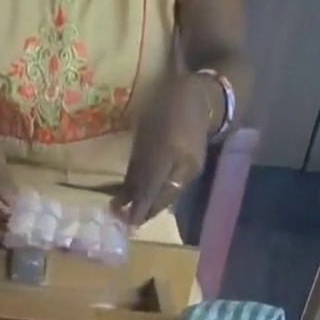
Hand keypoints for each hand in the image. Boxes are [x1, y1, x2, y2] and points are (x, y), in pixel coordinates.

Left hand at [113, 74, 220, 228]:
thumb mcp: (142, 135)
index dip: (136, 206)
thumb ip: (135, 168)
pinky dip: (161, 198)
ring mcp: (192, 168)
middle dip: (144, 212)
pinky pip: (176, 191)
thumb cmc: (162, 110)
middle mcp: (184, 163)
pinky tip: (151, 202)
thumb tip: (122, 200)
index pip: (150, 186)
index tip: (121, 218)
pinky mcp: (196, 172)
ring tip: (136, 214)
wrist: (198, 98)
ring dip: (152, 208)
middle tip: (127, 221)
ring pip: (169, 197)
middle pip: (161, 198)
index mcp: (168, 148)